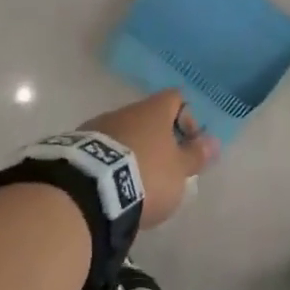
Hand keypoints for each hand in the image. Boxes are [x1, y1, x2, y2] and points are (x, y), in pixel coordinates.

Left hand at [82, 90, 218, 229]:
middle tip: (163, 169)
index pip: (176, 98)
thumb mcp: (179, 170)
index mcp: (154, 110)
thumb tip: (212, 141)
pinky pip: (102, 150)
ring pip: (123, 133)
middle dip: (157, 140)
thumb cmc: (146, 176)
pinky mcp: (77, 147)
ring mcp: (97, 126)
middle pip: (148, 117)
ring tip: (135, 182)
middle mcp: (125, 111)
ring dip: (132, 151)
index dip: (187, 118)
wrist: (89, 191)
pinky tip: (112, 185)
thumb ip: (196, 155)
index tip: (189, 146)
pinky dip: (110, 163)